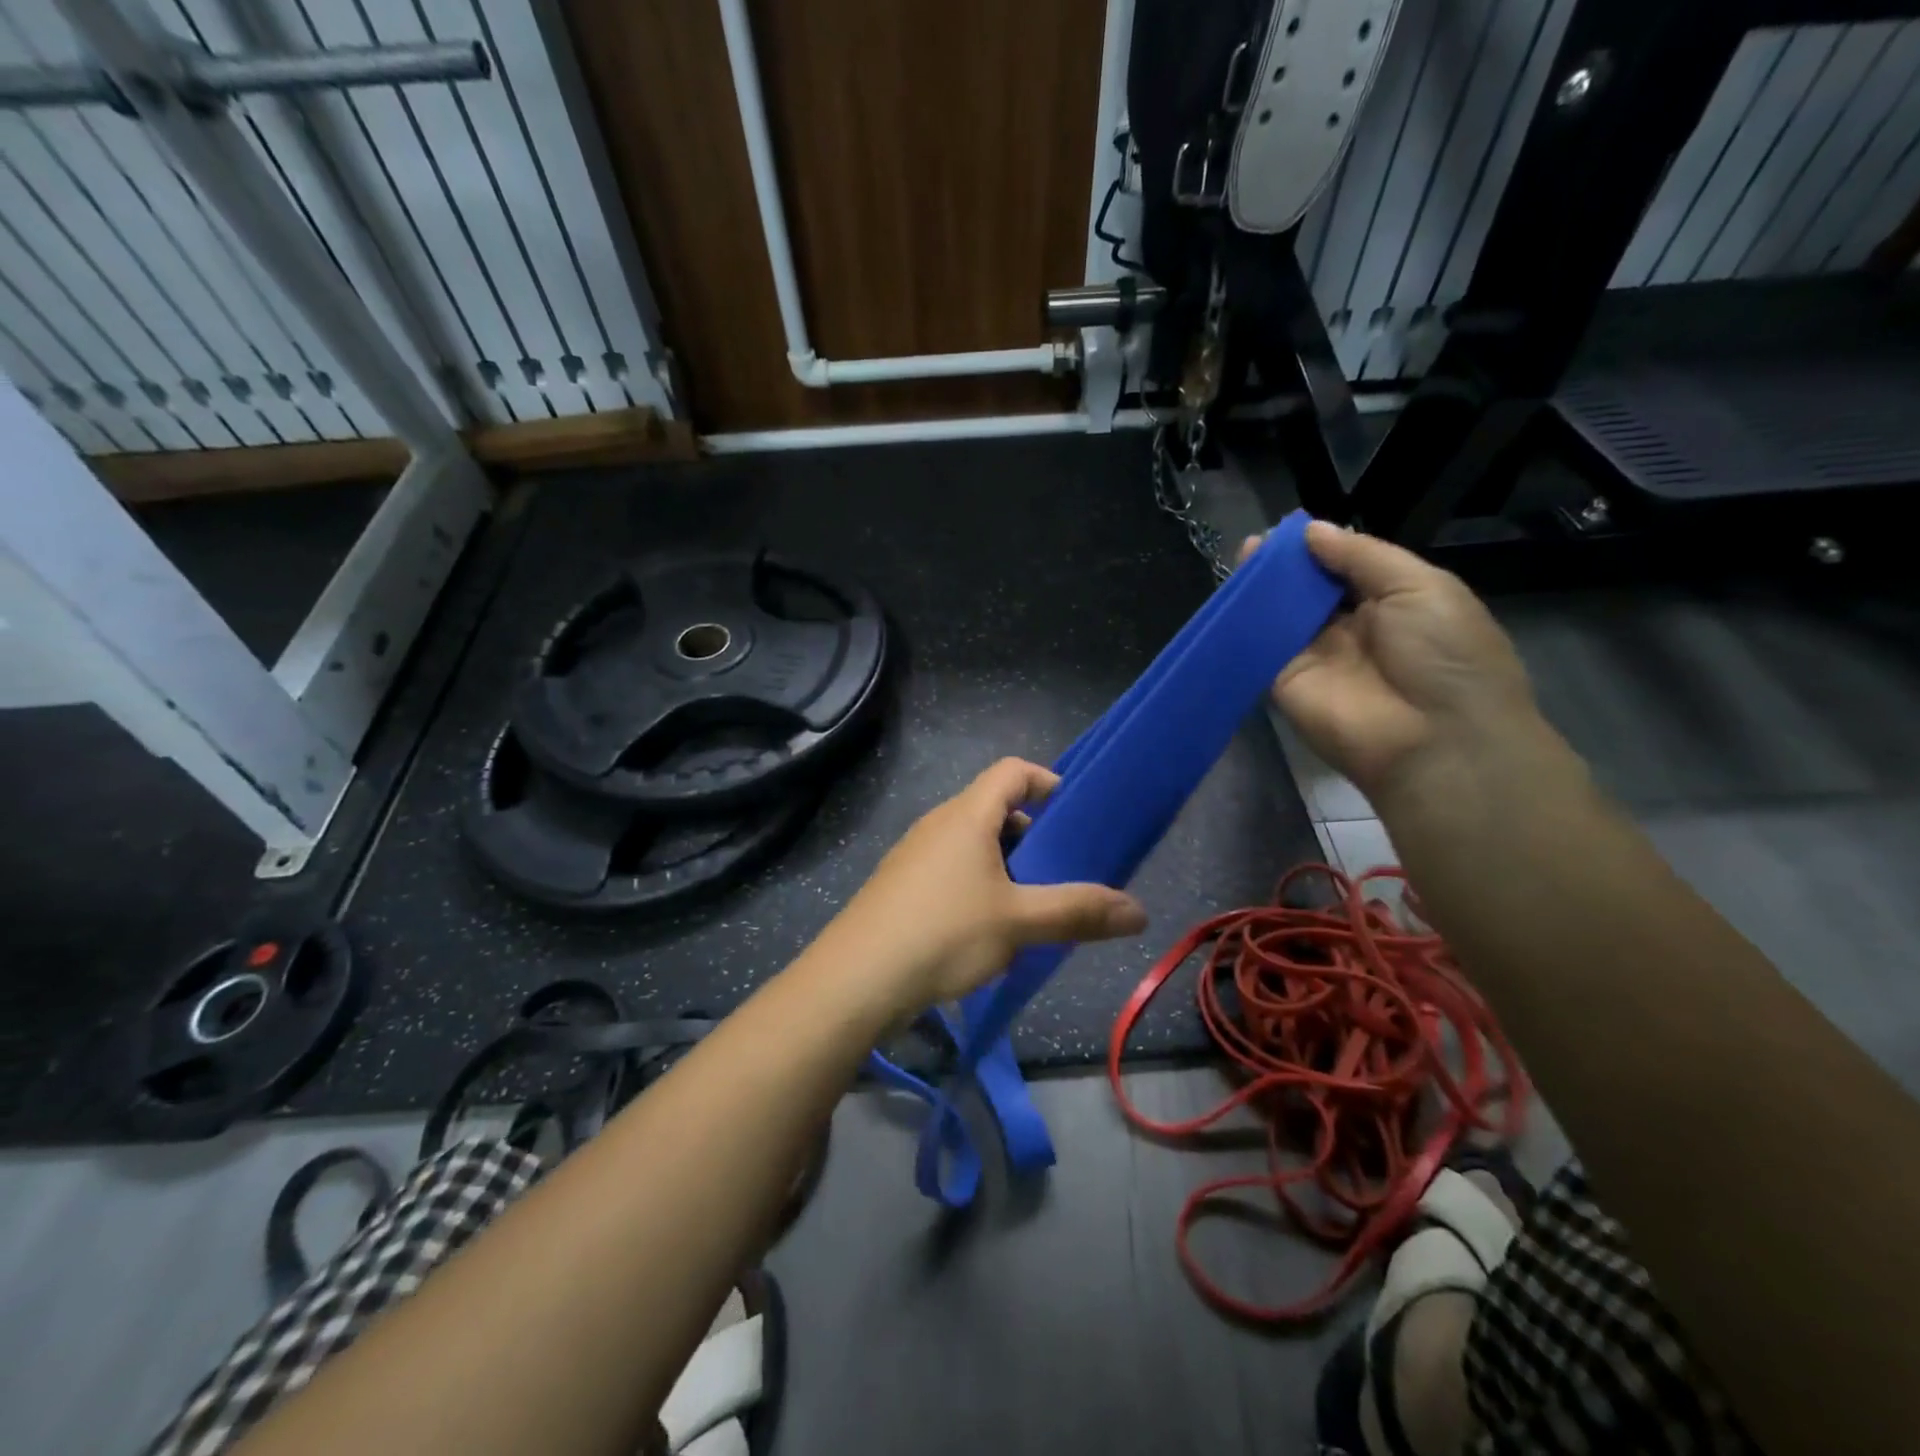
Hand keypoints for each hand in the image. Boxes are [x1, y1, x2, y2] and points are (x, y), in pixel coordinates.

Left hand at [817, 758, 1147, 1015]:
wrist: (856, 980)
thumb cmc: (942, 933)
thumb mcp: (1019, 922)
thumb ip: (1079, 912)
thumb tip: (1140, 912)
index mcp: (966, 816)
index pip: (1012, 771)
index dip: (1046, 781)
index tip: (1073, 814)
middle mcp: (938, 824)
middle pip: (994, 808)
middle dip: (1033, 834)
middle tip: (1062, 871)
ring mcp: (914, 855)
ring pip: (972, 844)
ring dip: (1007, 865)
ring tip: (1032, 906)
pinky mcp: (901, 886)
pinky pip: (951, 869)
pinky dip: (979, 884)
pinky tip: (989, 929)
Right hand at [1249, 522, 1551, 806]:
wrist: (1434, 738)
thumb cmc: (1445, 653)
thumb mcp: (1419, 586)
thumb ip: (1361, 556)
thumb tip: (1311, 530)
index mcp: (1391, 604)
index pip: (1345, 569)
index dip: (1319, 548)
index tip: (1288, 529)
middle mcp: (1350, 630)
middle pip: (1308, 592)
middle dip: (1284, 566)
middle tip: (1256, 541)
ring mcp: (1314, 658)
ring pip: (1280, 616)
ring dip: (1261, 589)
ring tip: (1239, 556)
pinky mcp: (1284, 683)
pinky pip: (1260, 647)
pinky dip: (1244, 623)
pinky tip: (1229, 595)